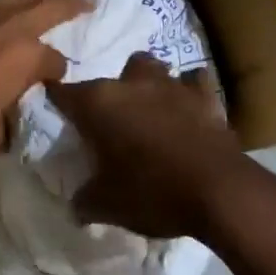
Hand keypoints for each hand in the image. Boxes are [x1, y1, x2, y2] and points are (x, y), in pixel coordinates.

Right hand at [46, 52, 275, 239]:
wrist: (221, 192)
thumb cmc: (152, 193)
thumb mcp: (106, 205)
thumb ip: (84, 200)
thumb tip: (76, 205)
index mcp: (97, 103)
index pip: (62, 93)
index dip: (55, 100)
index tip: (54, 112)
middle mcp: (130, 85)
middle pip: (110, 77)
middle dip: (108, 94)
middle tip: (110, 123)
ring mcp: (171, 86)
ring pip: (151, 69)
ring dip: (147, 85)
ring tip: (149, 110)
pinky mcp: (206, 97)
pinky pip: (194, 83)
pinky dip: (189, 92)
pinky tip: (188, 109)